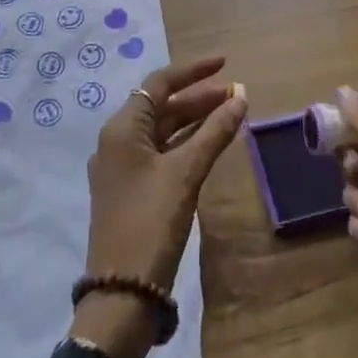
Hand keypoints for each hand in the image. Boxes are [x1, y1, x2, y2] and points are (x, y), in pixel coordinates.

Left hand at [71, 56, 247, 357]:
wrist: (122, 293)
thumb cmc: (151, 223)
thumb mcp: (185, 174)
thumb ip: (214, 132)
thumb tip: (241, 96)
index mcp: (122, 128)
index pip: (159, 83)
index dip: (193, 71)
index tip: (225, 63)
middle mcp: (117, 141)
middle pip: (161, 106)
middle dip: (199, 98)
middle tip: (237, 94)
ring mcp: (121, 168)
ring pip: (163, 131)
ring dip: (194, 121)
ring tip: (231, 114)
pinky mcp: (130, 190)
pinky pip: (161, 153)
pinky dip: (186, 144)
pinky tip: (210, 145)